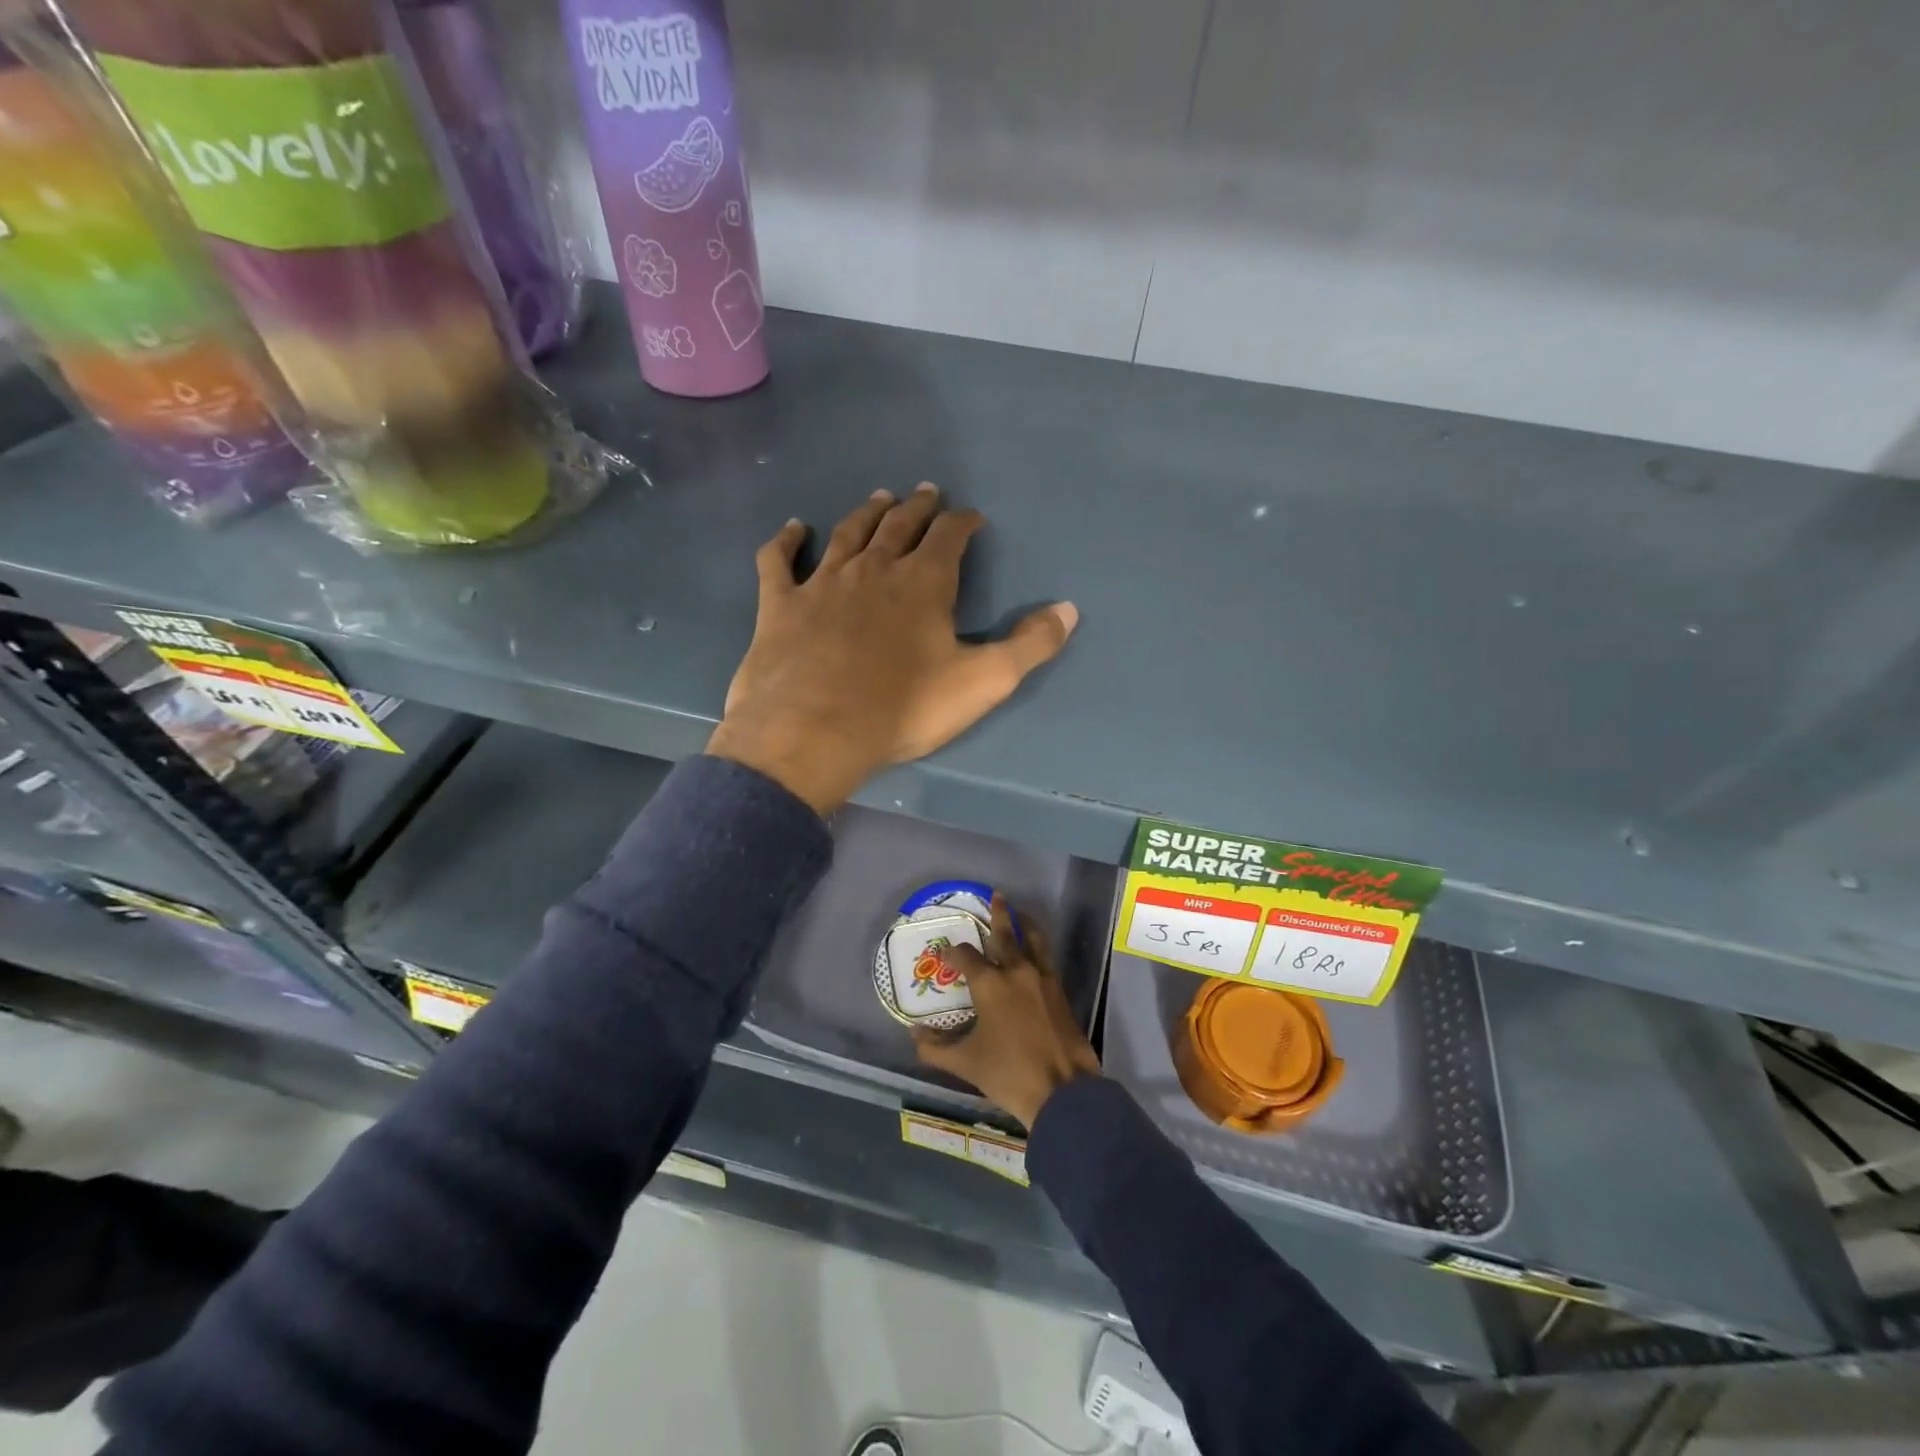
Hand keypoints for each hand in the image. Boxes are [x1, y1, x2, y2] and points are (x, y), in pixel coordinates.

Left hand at [708, 485, 1078, 813]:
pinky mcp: (781, 604)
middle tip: (926, 493)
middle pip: (899, 525)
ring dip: (866, 513)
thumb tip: (1069, 610)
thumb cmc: (903, 708)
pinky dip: (786, 541)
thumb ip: (1029, 645)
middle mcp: (873, 569)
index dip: (963, 523)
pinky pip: (779, 561)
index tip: (971, 517)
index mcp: (923, 582)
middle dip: (917, 508)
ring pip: (848, 534)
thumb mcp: (983, 682)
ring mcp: (822, 582)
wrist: (813, 731)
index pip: (950, 536)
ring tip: (880, 498)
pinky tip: (793, 530)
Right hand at [911, 895, 1101, 1129]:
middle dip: (999, 914)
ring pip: (1033, 940)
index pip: (966, 956)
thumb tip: (914, 1035)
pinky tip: (1035, 952)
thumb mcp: (965, 1063)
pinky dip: (1038, 947)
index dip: (953, 953)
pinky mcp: (1060, 991)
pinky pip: (1046, 958)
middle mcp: (1017, 971)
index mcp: (990, 983)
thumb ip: (935, 1048)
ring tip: (1020, 912)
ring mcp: (1043, 979)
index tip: (946, 954)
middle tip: (997, 895)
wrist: (1062, 1089)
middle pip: (1006, 934)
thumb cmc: (1008, 1073)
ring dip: (1025, 924)